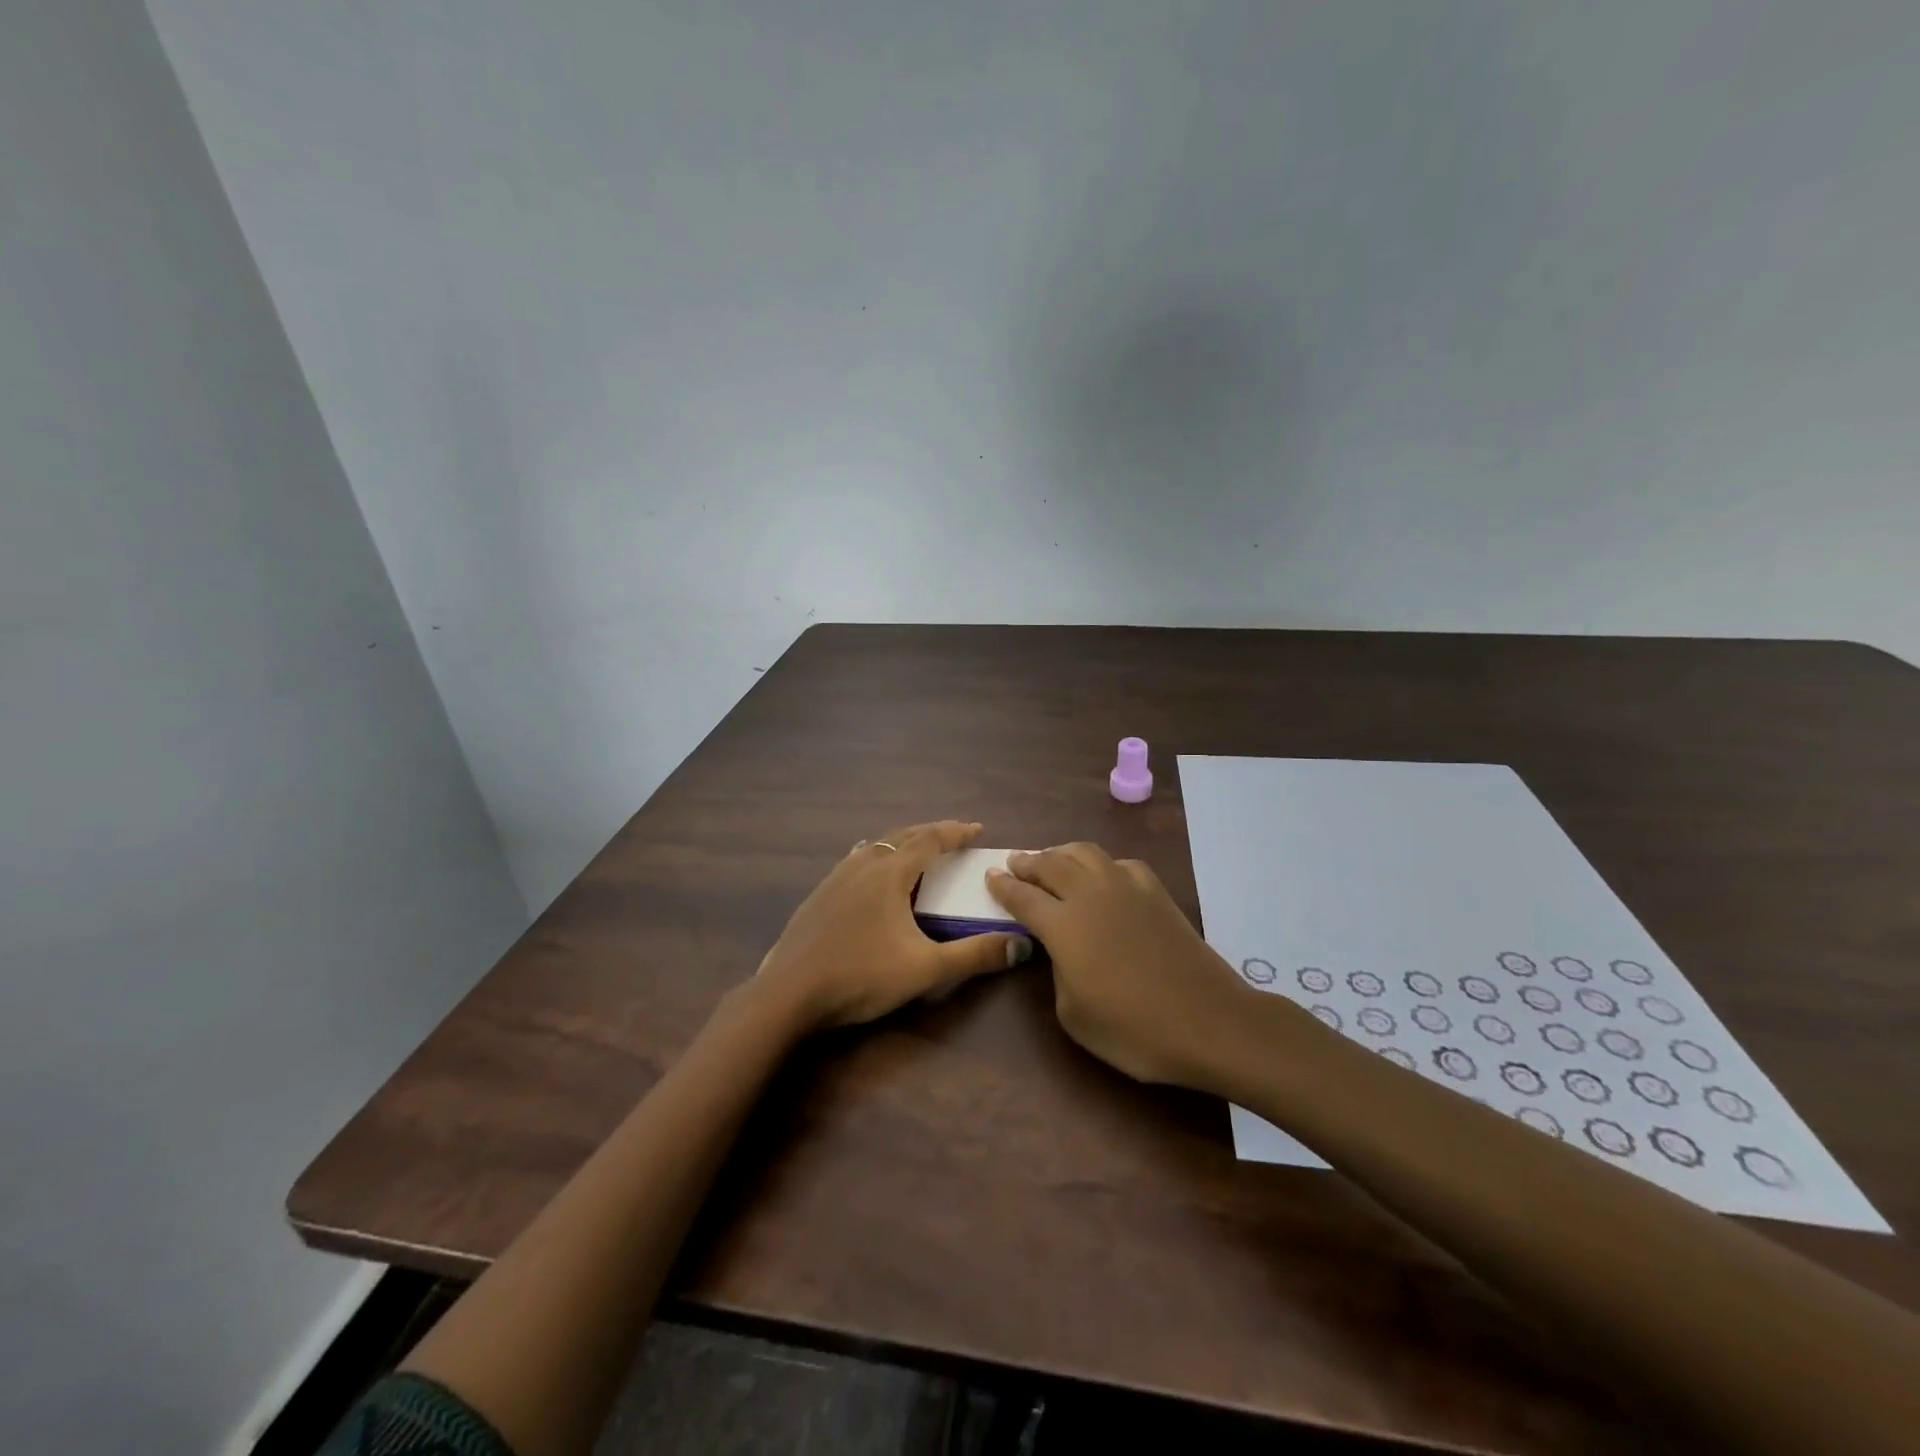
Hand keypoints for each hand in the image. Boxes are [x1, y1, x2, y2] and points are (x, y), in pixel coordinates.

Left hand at [754, 820, 1033, 1030]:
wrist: (788, 993)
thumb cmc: (861, 976)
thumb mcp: (925, 969)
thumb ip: (974, 955)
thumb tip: (1021, 945)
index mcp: (890, 873)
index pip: (930, 840)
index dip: (956, 833)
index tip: (978, 829)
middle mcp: (863, 865)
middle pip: (903, 836)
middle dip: (931, 832)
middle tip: (954, 835)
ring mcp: (836, 877)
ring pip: (876, 846)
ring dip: (902, 842)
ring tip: (917, 850)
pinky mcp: (818, 895)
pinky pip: (856, 860)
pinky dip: (877, 856)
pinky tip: (870, 873)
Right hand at [986, 842, 1255, 1086]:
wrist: (1208, 1020)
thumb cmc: (1134, 1029)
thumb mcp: (1074, 1015)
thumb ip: (1057, 972)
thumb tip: (1062, 950)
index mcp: (1063, 925)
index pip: (1023, 896)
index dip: (1002, 886)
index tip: (989, 876)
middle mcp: (1090, 895)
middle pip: (1051, 864)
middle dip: (1028, 862)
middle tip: (1015, 862)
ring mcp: (1127, 888)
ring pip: (1086, 853)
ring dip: (1061, 853)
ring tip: (1052, 859)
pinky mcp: (1156, 893)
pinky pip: (1121, 863)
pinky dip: (1103, 864)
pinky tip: (1104, 876)